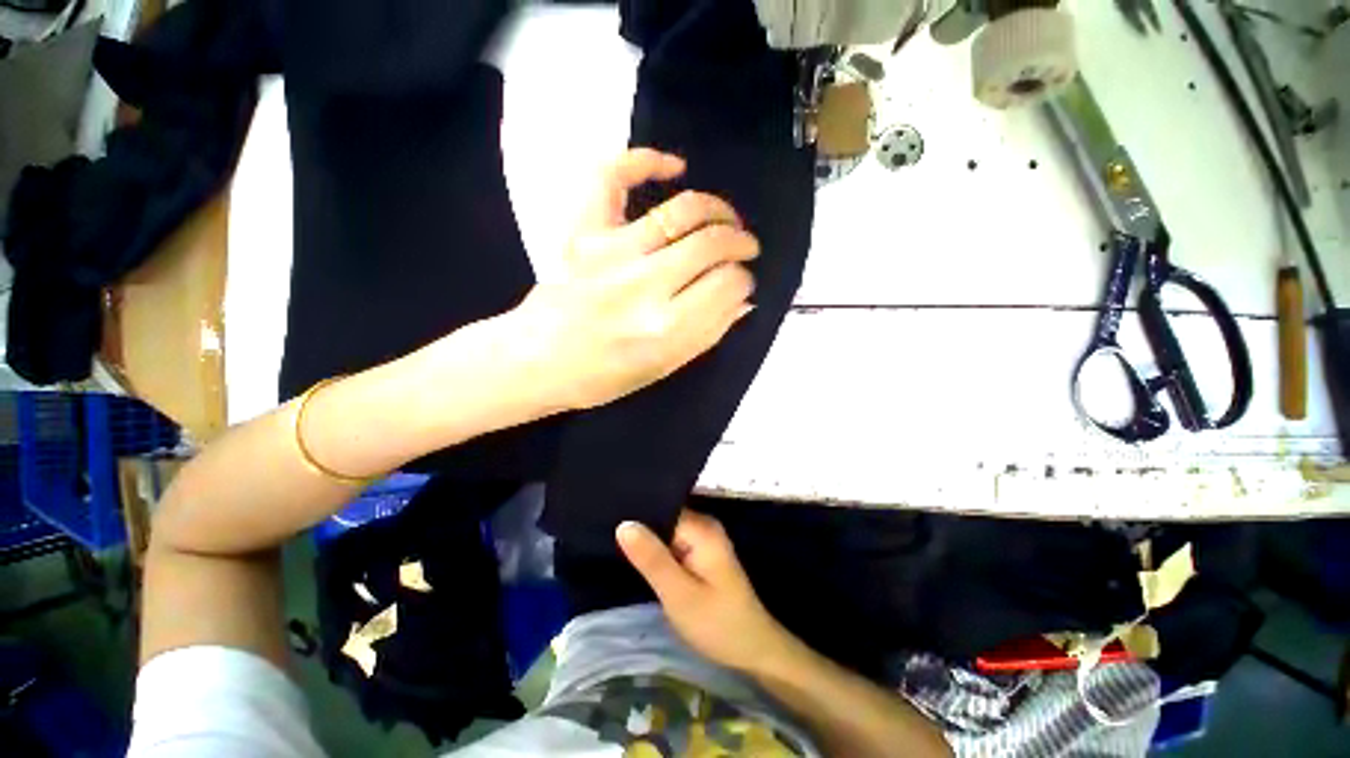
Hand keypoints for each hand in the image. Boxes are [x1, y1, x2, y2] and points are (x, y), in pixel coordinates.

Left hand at [510, 149, 758, 410]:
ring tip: (725, 220)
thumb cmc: (603, 376)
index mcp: (666, 329)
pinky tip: (675, 167)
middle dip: (740, 243)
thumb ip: (709, 333)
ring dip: (718, 210)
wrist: (539, 359)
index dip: (743, 280)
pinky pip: (614, 177)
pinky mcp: (584, 231)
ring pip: (685, 210)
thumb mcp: (665, 368)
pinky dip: (646, 160)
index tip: (741, 282)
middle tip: (744, 247)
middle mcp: (644, 285)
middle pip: (714, 244)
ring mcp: (611, 251)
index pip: (729, 285)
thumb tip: (743, 298)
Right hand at [617, 510, 793, 673]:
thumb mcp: (678, 594)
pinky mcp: (700, 554)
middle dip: (639, 528)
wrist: (752, 650)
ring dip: (646, 541)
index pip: (662, 507)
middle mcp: (703, 526)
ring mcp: (703, 540)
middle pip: (664, 517)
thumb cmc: (717, 623)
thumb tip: (624, 524)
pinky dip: (657, 552)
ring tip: (613, 544)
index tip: (607, 518)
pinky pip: (672, 543)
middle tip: (605, 535)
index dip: (636, 514)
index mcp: (702, 528)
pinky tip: (637, 558)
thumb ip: (652, 558)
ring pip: (666, 531)